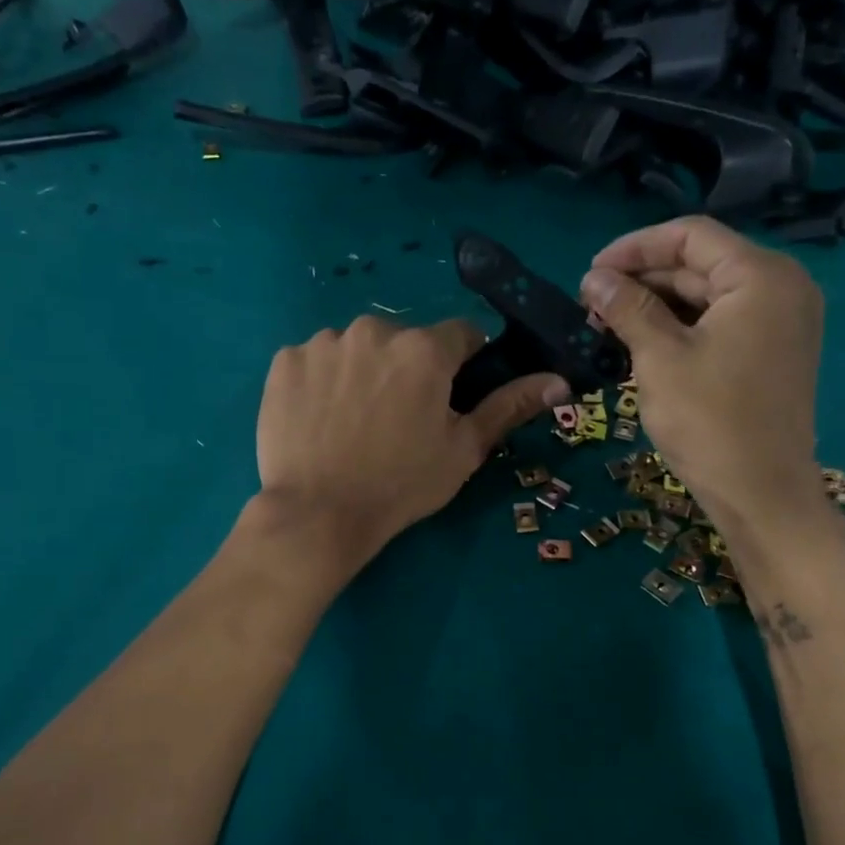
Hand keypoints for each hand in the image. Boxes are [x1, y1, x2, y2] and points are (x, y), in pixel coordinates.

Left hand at [255, 315, 568, 568]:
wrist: (317, 515)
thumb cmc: (401, 484)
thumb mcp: (464, 450)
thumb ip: (509, 407)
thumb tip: (559, 381)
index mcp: (425, 349)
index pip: (462, 335)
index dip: (464, 366)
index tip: (452, 398)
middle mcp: (374, 330)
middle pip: (406, 342)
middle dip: (410, 370)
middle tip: (399, 421)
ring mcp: (324, 343)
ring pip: (359, 349)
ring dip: (365, 373)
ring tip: (355, 423)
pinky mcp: (285, 362)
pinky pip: (317, 361)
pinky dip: (324, 382)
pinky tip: (321, 420)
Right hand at [581, 217, 826, 535]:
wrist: (761, 494)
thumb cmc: (710, 421)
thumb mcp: (660, 359)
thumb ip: (627, 308)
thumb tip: (593, 278)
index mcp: (761, 276)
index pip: (691, 236)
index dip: (635, 248)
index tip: (591, 272)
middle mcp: (782, 287)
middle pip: (701, 264)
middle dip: (644, 279)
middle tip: (592, 304)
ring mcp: (782, 322)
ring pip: (709, 296)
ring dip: (658, 305)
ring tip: (608, 325)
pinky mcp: (773, 353)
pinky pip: (722, 323)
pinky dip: (682, 328)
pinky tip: (642, 343)